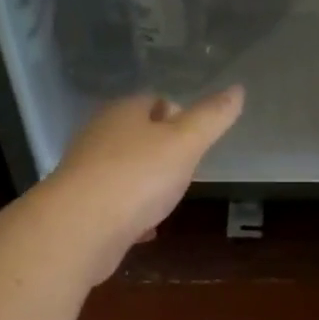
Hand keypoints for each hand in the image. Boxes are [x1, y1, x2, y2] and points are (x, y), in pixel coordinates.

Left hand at [50, 86, 243, 282]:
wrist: (81, 228)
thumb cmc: (138, 176)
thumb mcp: (186, 143)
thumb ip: (212, 118)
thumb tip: (237, 89)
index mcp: (124, 112)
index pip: (154, 101)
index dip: (179, 116)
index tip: (197, 139)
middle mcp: (100, 136)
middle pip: (138, 137)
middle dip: (163, 152)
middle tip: (188, 171)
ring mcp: (87, 173)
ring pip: (126, 171)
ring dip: (147, 184)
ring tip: (169, 200)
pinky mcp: (82, 208)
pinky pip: (115, 205)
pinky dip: (133, 214)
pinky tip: (146, 230)